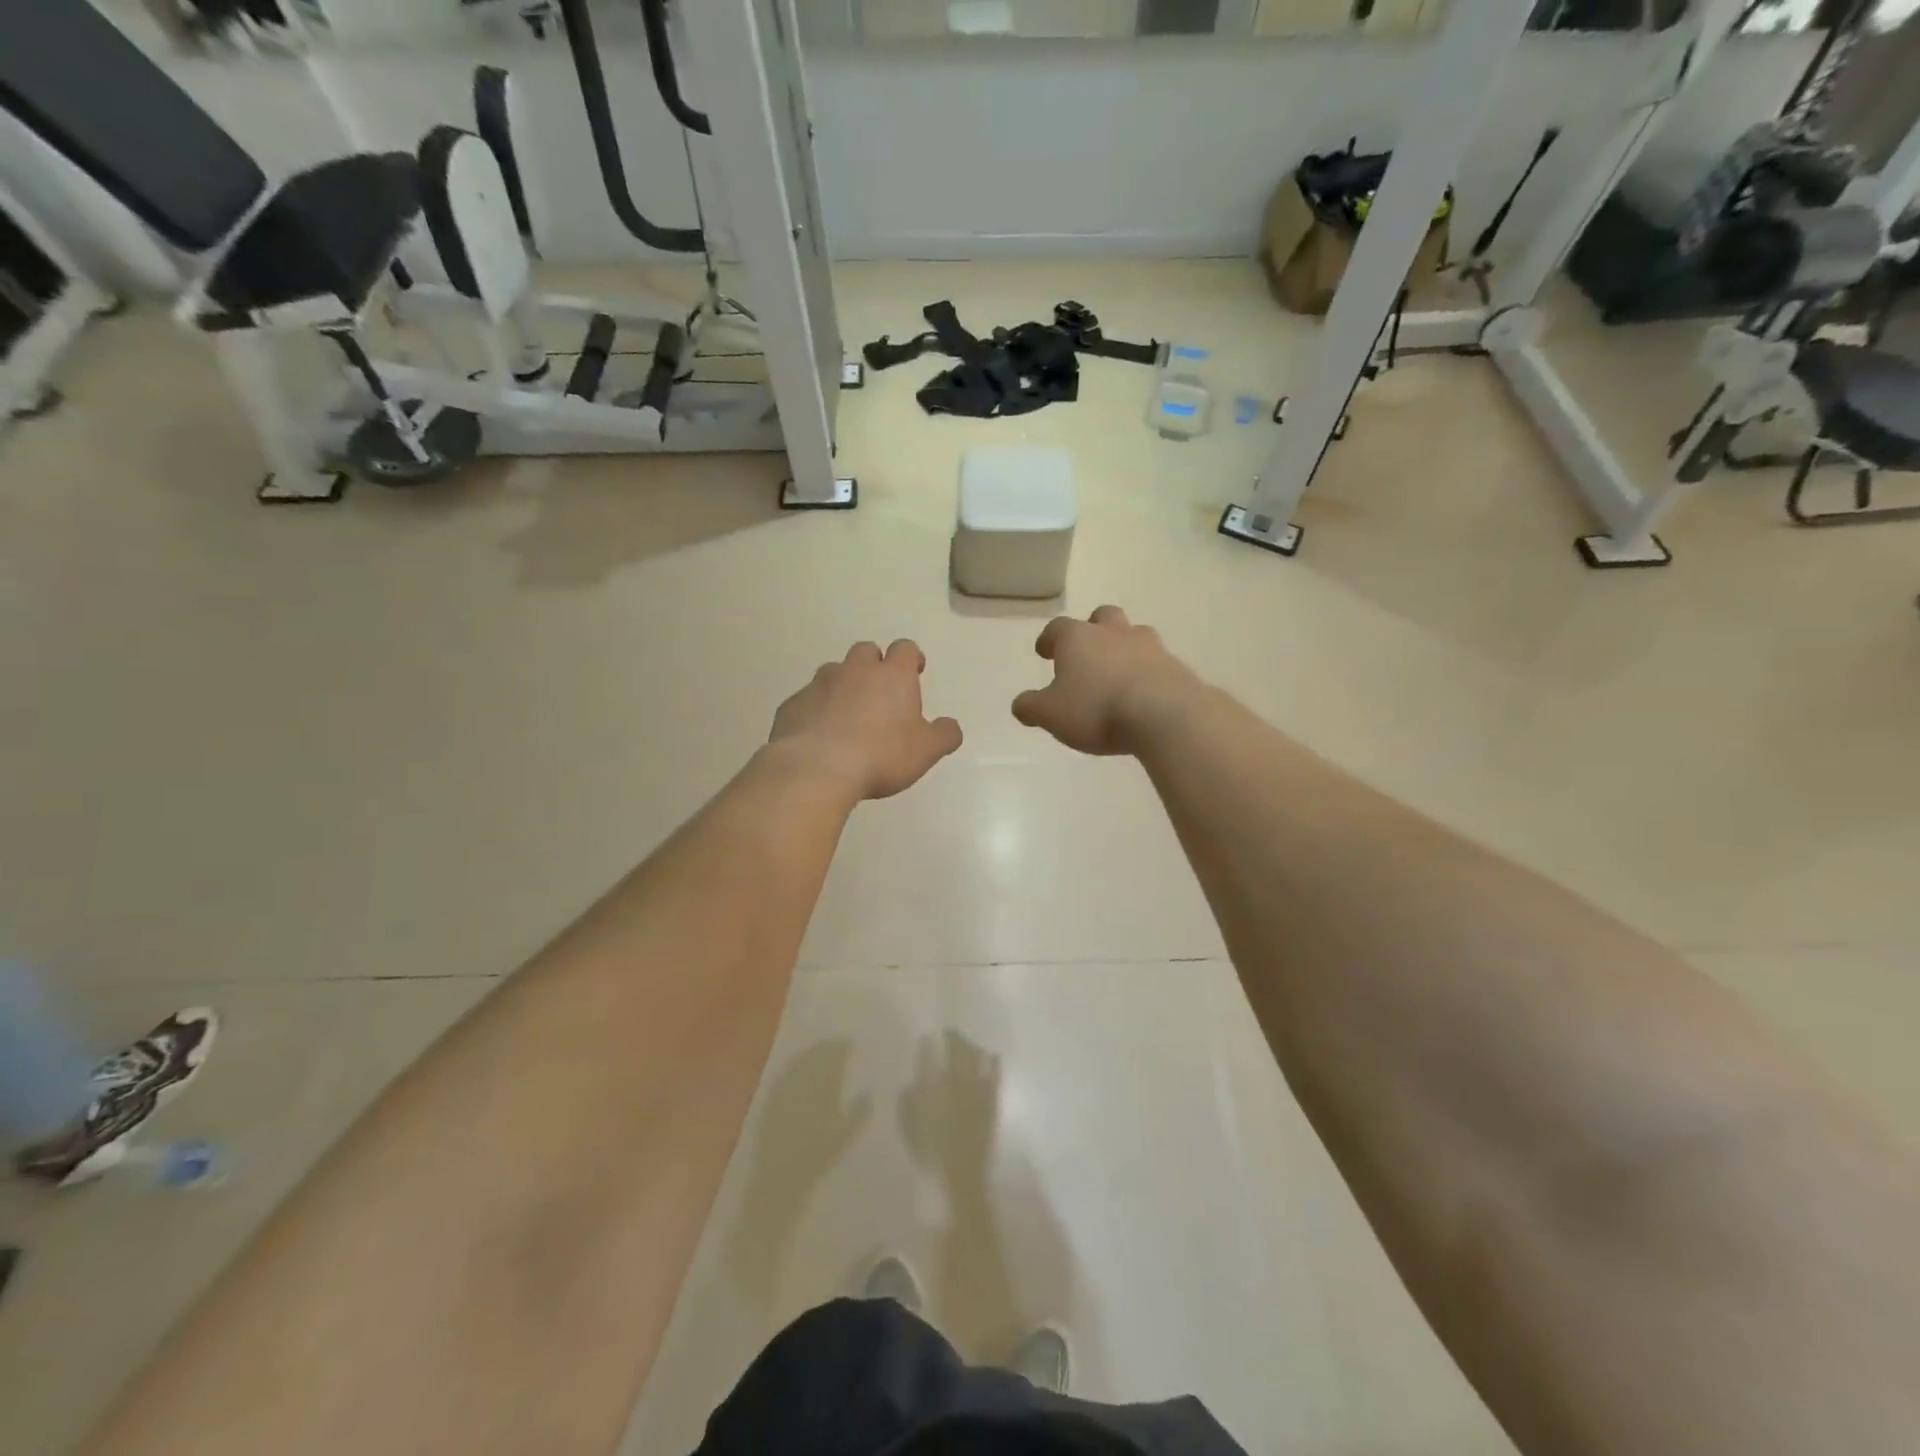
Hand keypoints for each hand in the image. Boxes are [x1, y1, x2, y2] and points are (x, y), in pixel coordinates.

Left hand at [767, 640, 963, 800]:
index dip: (911, 658)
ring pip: (833, 673)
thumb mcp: (926, 751)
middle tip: (880, 692)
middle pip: (866, 652)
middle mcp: (855, 671)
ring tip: (847, 715)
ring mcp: (819, 685)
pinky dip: (816, 710)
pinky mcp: (792, 705)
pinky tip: (818, 735)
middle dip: (874, 665)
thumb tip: (951, 727)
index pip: (905, 649)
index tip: (915, 671)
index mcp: (892, 676)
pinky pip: (807, 700)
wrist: (817, 768)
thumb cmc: (881, 755)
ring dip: (843, 686)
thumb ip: (944, 735)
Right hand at [1011, 606, 1199, 755]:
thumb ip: (1031, 707)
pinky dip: (1147, 672)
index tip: (1044, 651)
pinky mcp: (1175, 666)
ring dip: (1124, 647)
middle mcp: (1113, 633)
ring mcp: (1149, 646)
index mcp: (1078, 638)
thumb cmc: (1096, 709)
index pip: (1057, 628)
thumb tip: (1020, 704)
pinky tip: (1144, 692)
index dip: (1049, 639)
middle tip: (1087, 650)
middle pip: (1102, 617)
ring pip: (1134, 635)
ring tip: (1118, 671)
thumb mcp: (1051, 715)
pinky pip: (1157, 662)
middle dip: (1093, 629)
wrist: (1163, 714)